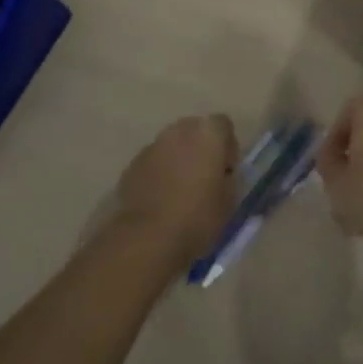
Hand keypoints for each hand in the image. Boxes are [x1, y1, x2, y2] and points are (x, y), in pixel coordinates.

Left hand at [116, 114, 238, 265]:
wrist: (147, 237)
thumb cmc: (197, 217)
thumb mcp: (229, 201)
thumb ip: (229, 179)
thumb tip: (223, 175)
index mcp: (208, 134)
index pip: (224, 125)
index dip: (228, 147)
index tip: (226, 171)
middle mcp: (179, 131)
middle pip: (195, 131)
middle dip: (201, 149)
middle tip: (205, 179)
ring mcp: (153, 146)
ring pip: (172, 146)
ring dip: (179, 160)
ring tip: (181, 191)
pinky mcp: (133, 164)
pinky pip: (154, 162)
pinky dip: (159, 173)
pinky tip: (161, 199)